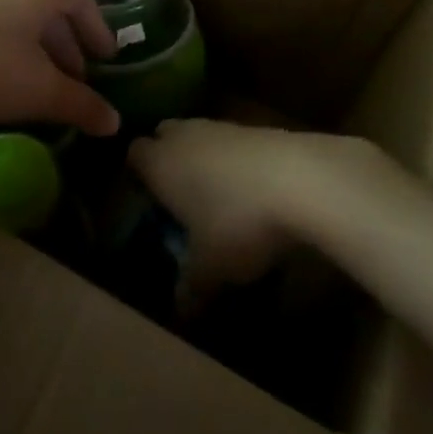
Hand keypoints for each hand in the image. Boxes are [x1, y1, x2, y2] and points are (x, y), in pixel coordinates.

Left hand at [0, 0, 120, 136]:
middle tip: (76, 79)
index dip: (97, 27)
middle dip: (68, 44)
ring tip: (41, 85)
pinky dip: (12, 48)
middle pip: (50, 8)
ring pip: (22, 18)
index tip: (106, 57)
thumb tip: (113, 121)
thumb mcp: (38, 92)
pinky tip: (2, 80)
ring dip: (39, 49)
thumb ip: (80, 104)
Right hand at [129, 120, 392, 291]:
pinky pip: (230, 141)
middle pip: (164, 135)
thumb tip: (180, 307)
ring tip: (217, 197)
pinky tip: (251, 190)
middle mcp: (183, 136)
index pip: (134, 154)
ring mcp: (220, 126)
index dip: (138, 174)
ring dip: (202, 158)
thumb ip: (190, 286)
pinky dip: (233, 160)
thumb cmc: (237, 221)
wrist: (298, 178)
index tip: (147, 200)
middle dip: (168, 159)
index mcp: (159, 162)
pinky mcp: (253, 127)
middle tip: (179, 196)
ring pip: (198, 136)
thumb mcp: (210, 267)